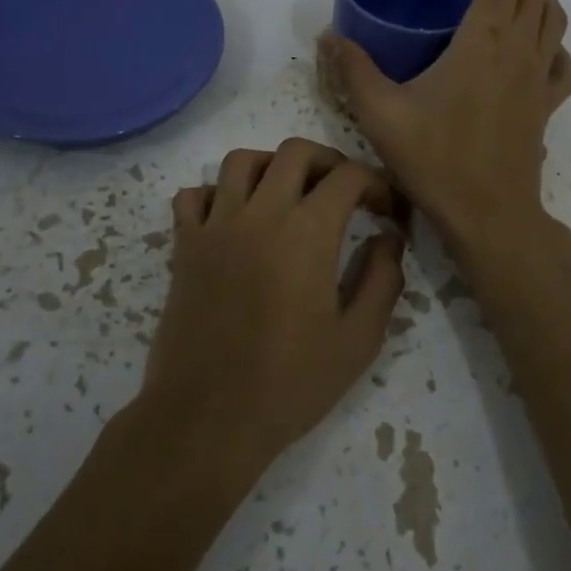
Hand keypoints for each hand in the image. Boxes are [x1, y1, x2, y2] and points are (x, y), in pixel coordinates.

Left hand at [139, 139, 407, 473]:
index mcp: (307, 232)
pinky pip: (194, 195)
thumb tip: (387, 238)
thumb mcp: (359, 339)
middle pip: (295, 152)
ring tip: (289, 195)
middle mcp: (260, 213)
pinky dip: (216, 193)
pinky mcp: (184, 246)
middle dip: (329, 162)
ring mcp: (216, 226)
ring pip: (242, 161)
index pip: (348, 176)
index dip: (376, 184)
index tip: (387, 212)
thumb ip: (381, 279)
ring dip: (272, 166)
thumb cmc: (290, 383)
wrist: (208, 418)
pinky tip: (234, 219)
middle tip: (344, 192)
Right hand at [320, 0, 570, 251]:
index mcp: (484, 41)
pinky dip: (552, 42)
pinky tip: (535, 48)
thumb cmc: (436, 159)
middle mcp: (520, 50)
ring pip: (553, 18)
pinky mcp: (547, 105)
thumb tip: (329, 37)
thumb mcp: (381, 113)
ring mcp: (539, 78)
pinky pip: (561, 61)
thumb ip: (353, 70)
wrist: (489, 214)